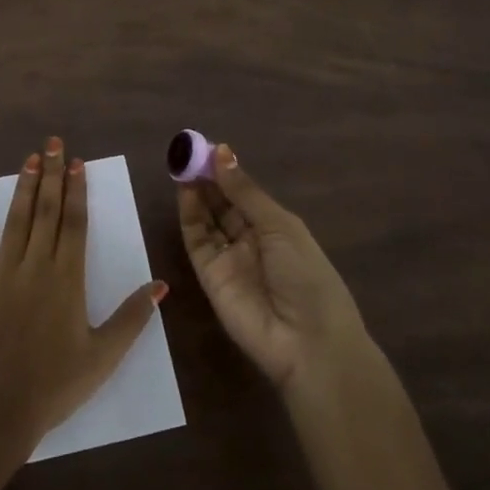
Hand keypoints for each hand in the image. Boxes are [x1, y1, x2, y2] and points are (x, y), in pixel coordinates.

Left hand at [0, 137, 167, 458]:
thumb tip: (161, 284)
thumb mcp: (103, 357)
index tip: (78, 162)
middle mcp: (36, 266)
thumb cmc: (53, 387)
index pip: (74, 223)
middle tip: (54, 142)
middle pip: (47, 211)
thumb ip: (132, 318)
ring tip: (31, 157)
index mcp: (67, 280)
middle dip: (52, 174)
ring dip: (25, 186)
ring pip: (17, 219)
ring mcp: (2, 273)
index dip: (77, 190)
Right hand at [178, 143, 367, 389]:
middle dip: (207, 178)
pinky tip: (185, 191)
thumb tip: (222, 151)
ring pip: (207, 219)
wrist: (306, 343)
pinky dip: (189, 215)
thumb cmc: (307, 276)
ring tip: (182, 164)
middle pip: (223, 204)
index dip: (227, 171)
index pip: (245, 194)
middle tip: (188, 151)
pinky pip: (197, 240)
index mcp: (276, 228)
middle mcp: (251, 240)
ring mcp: (228, 258)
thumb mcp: (280, 226)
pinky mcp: (208, 276)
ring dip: (196, 192)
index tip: (207, 146)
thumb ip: (245, 192)